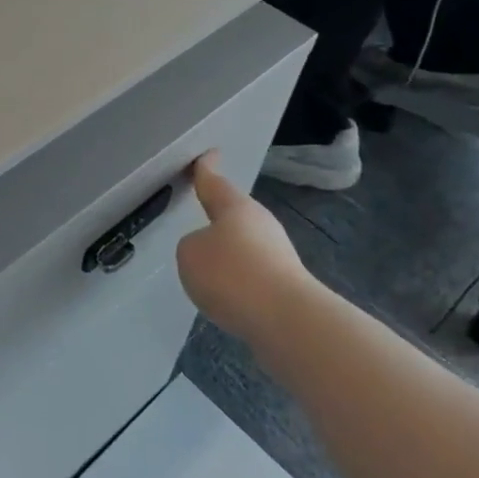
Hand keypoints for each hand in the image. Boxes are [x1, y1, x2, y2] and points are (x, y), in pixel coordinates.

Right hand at [175, 152, 311, 343]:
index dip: (205, 169)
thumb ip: (193, 247)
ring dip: (228, 252)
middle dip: (218, 215)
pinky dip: (238, 280)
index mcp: (235, 207)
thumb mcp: (190, 254)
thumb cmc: (232, 274)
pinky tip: (227, 297)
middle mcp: (260, 224)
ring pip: (244, 245)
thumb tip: (210, 255)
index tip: (207, 154)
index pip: (214, 182)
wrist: (288, 322)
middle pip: (234, 214)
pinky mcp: (286, 286)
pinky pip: (252, 274)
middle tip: (200, 213)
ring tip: (207, 266)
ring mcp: (278, 255)